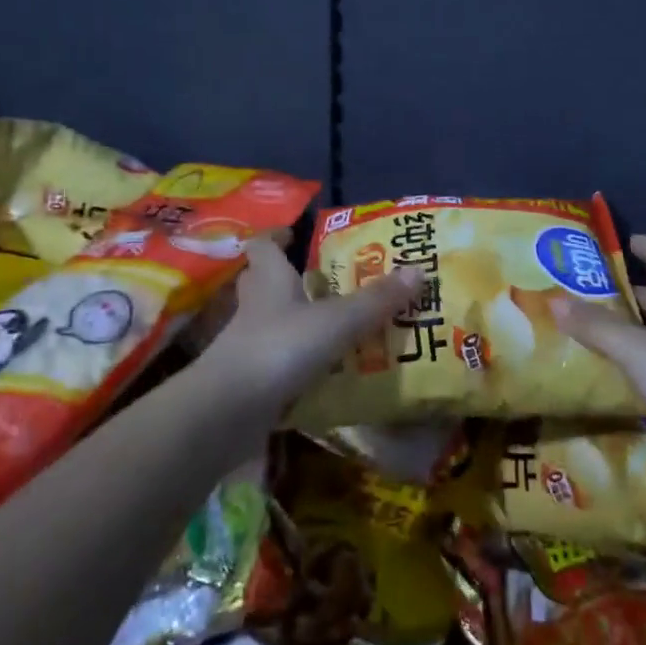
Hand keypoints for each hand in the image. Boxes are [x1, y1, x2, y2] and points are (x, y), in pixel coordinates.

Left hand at [190, 236, 419, 425]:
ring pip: (272, 322)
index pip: (263, 245)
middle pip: (264, 282)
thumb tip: (418, 269)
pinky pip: (277, 361)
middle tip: (327, 279)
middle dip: (290, 278)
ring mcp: (248, 345)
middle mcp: (255, 306)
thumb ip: (376, 300)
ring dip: (298, 321)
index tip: (294, 232)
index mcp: (270, 279)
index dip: (276, 235)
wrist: (227, 412)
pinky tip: (326, 371)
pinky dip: (298, 362)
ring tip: (337, 324)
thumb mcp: (337, 321)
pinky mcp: (250, 380)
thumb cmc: (280, 348)